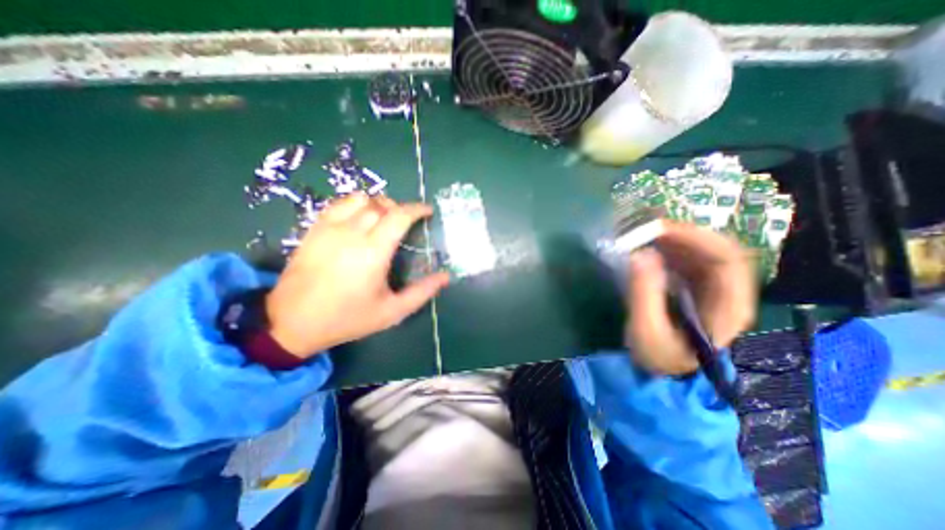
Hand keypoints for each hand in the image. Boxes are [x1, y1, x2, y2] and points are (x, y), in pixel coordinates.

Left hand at [262, 196, 451, 360]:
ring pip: (360, 199)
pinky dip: (356, 204)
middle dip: (400, 208)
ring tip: (385, 218)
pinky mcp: (314, 229)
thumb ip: (422, 292)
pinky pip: (339, 204)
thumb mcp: (391, 311)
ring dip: (378, 204)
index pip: (399, 216)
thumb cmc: (347, 318)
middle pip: (382, 205)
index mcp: (373, 252)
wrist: (291, 321)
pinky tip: (360, 219)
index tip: (428, 211)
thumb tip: (446, 276)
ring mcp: (329, 228)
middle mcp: (352, 233)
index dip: (417, 209)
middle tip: (408, 221)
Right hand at [626, 221, 758, 374]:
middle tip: (645, 228)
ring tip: (642, 234)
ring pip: (700, 250)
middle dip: (681, 234)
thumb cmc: (658, 356)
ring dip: (671, 238)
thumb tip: (640, 254)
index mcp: (729, 306)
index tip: (658, 229)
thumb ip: (644, 295)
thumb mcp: (647, 331)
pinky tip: (646, 246)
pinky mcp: (692, 285)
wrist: (662, 372)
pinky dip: (665, 247)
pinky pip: (684, 257)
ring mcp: (710, 287)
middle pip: (715, 248)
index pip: (727, 259)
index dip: (696, 237)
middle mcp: (727, 291)